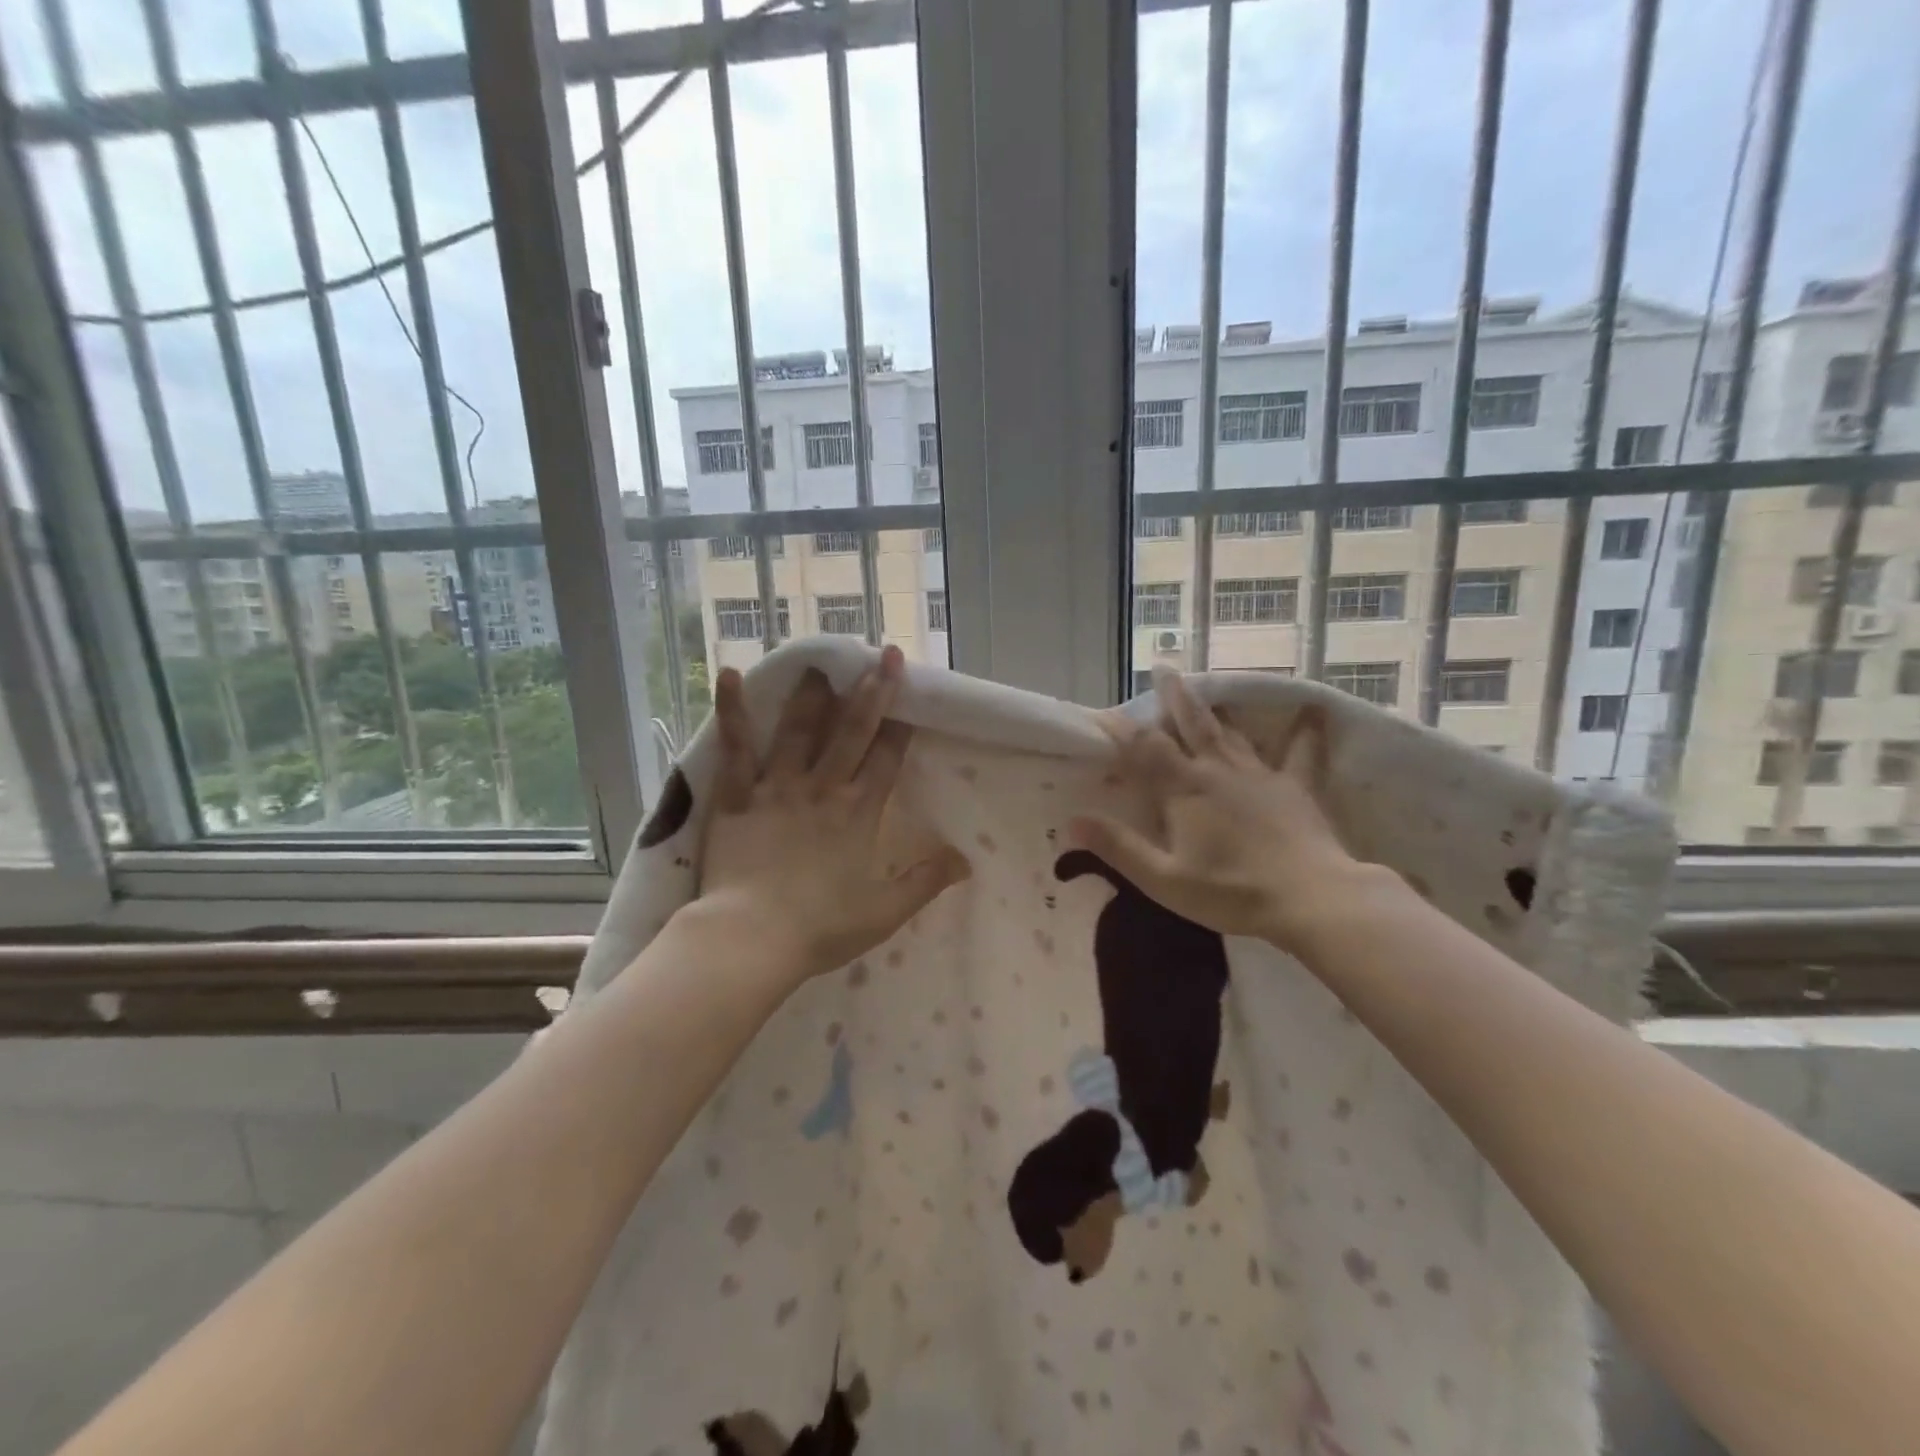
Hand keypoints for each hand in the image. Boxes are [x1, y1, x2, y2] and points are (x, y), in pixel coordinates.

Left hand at [696, 646, 969, 988]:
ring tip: (822, 662)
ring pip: (800, 729)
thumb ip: (925, 881)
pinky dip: (732, 710)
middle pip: (852, 731)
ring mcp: (777, 787)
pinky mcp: (736, 795)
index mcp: (859, 813)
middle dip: (873, 691)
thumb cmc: (821, 927)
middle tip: (885, 654)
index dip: (901, 725)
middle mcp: (822, 789)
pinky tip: (728, 674)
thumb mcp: (885, 911)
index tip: (912, 695)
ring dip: (814, 694)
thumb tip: (966, 860)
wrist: (752, 938)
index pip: (887, 759)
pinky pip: (736, 747)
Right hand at [1068, 669, 1387, 954]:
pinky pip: (1300, 754)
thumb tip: (1073, 820)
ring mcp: (1259, 775)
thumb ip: (1118, 847)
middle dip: (1173, 696)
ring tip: (1206, 692)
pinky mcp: (1294, 788)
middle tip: (1164, 667)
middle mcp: (1218, 770)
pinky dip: (1305, 733)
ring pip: (1231, 732)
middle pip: (1191, 724)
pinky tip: (1314, 712)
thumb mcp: (1164, 879)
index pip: (1144, 748)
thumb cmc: (1231, 892)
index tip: (1101, 713)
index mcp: (1184, 789)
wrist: (1311, 899)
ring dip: (1215, 710)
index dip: (1120, 729)